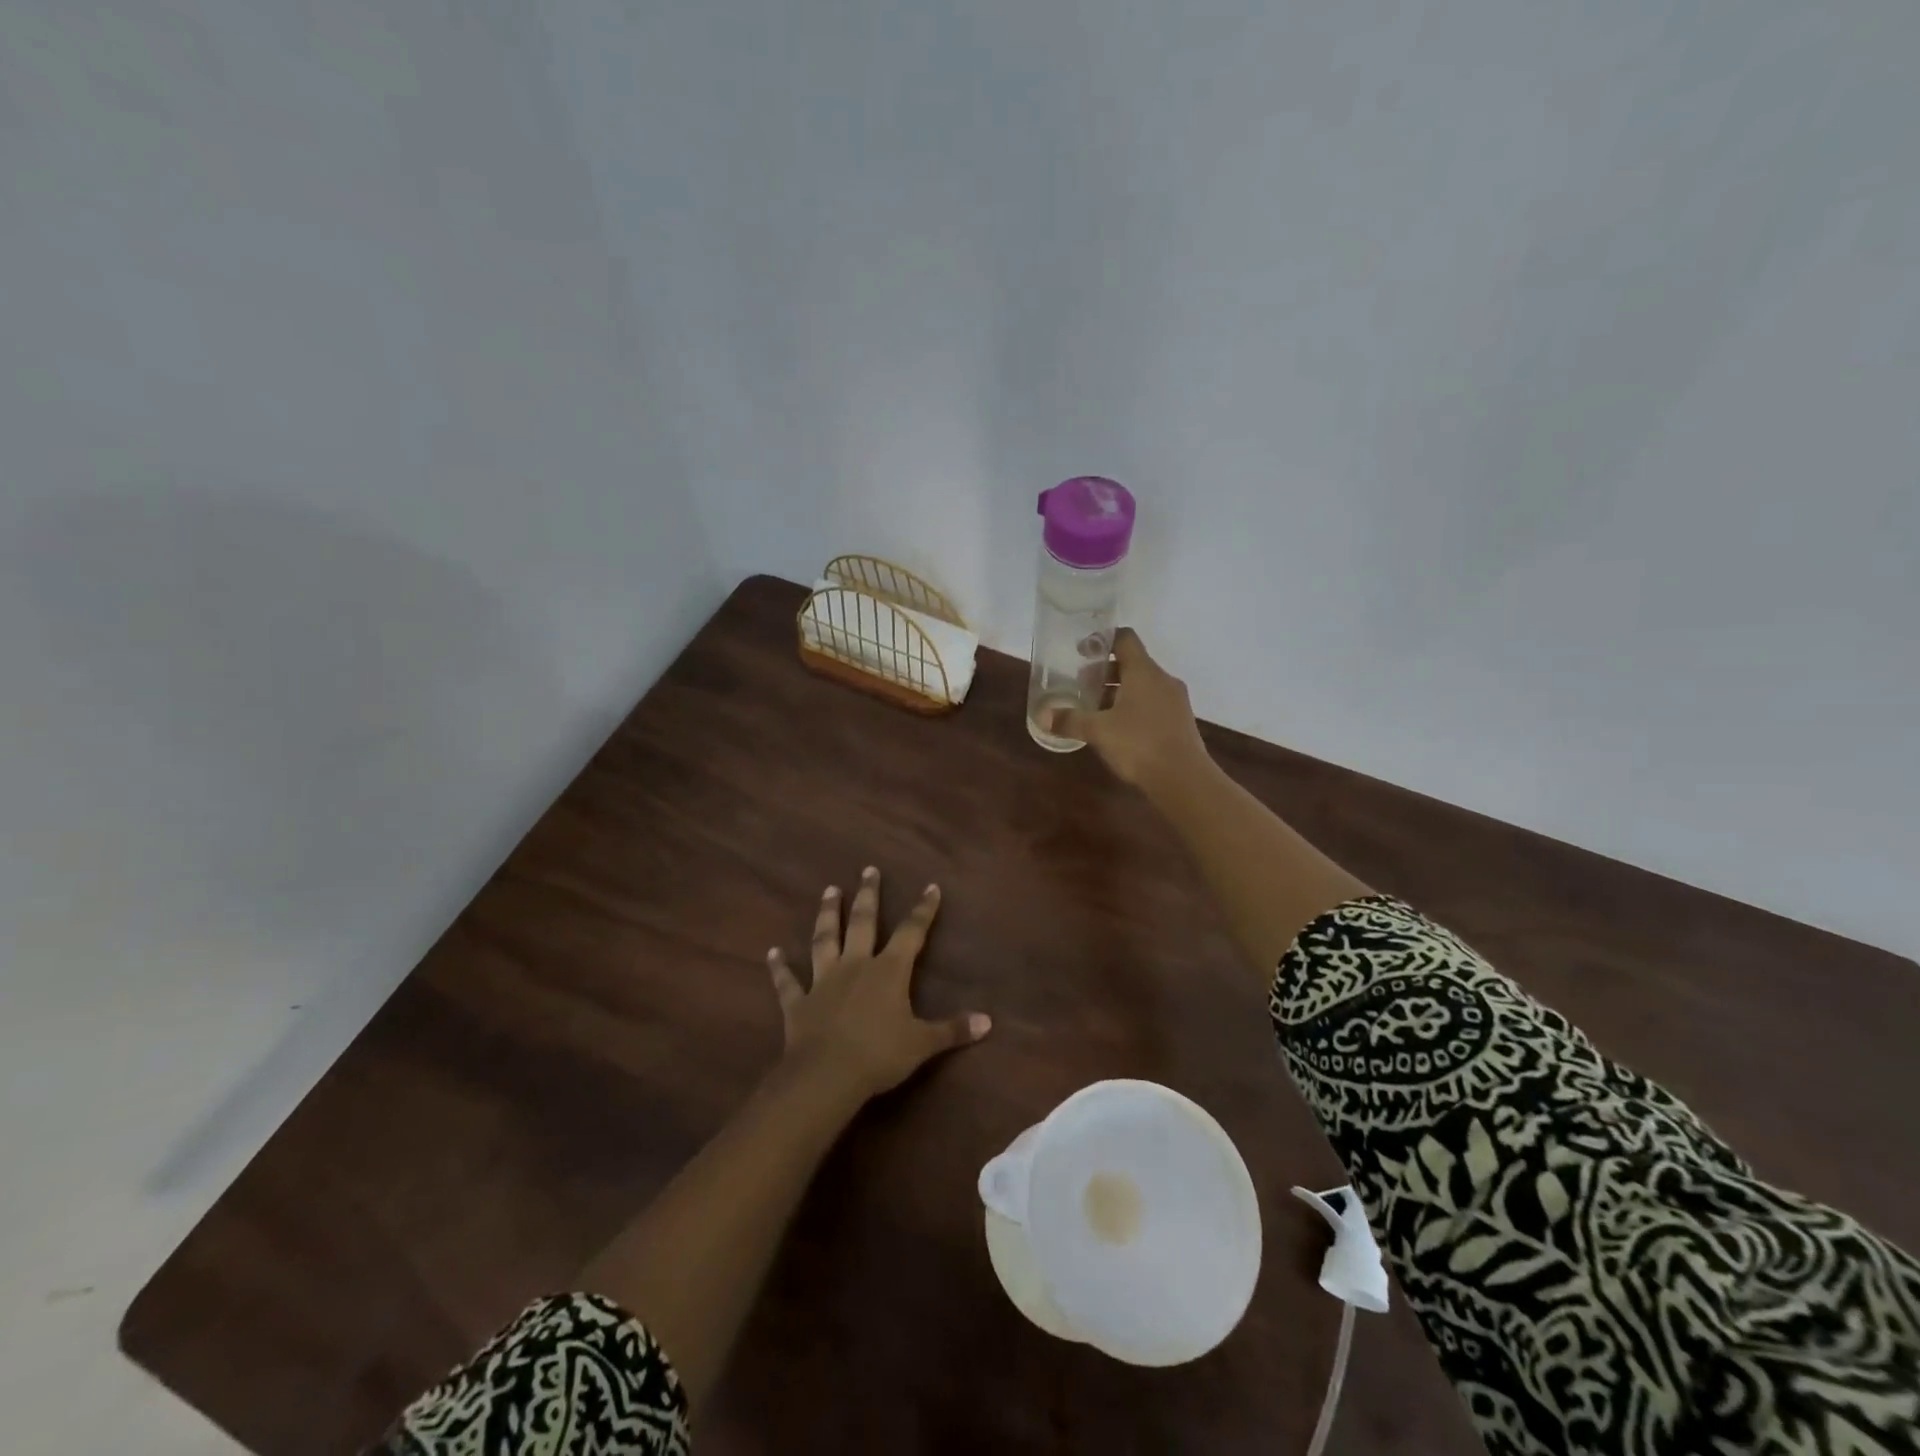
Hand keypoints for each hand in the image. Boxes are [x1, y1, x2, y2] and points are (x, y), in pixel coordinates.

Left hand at [767, 867, 990, 1100]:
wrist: (827, 1075)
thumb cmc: (879, 1055)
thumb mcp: (923, 1044)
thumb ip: (953, 1029)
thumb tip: (988, 1021)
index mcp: (889, 971)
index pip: (911, 932)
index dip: (923, 910)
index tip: (930, 887)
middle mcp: (856, 965)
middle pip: (863, 922)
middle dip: (868, 895)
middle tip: (868, 870)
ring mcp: (824, 980)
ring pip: (825, 939)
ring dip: (827, 914)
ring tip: (829, 891)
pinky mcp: (798, 1002)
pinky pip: (787, 981)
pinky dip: (779, 967)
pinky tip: (771, 953)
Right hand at [1061, 628, 1209, 791]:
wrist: (1183, 779)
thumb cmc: (1139, 744)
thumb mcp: (1098, 731)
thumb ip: (1070, 720)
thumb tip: (1042, 716)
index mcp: (1144, 672)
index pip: (1125, 639)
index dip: (1102, 640)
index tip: (1082, 651)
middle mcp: (1162, 680)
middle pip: (1132, 664)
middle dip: (1105, 673)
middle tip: (1082, 686)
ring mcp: (1175, 701)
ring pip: (1143, 686)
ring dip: (1119, 692)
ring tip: (1096, 710)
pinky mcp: (1180, 722)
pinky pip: (1153, 704)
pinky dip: (1133, 708)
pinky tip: (1118, 729)